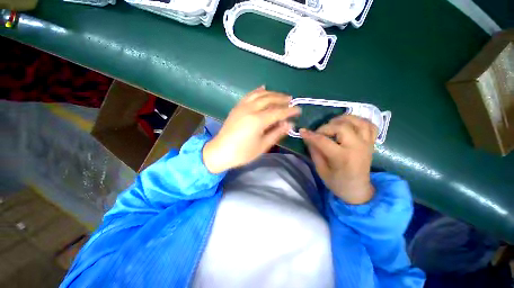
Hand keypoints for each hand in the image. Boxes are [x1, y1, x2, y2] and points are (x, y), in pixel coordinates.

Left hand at [203, 86, 300, 173]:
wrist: (220, 151)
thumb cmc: (242, 153)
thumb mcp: (262, 146)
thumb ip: (276, 133)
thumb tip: (289, 124)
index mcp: (258, 120)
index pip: (278, 112)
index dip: (290, 111)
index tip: (298, 110)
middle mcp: (251, 109)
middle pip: (270, 99)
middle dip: (282, 99)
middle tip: (291, 100)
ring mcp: (242, 106)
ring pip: (260, 94)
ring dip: (272, 93)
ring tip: (281, 95)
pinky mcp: (237, 107)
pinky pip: (249, 95)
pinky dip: (258, 90)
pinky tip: (263, 88)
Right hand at [300, 115, 377, 203]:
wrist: (358, 190)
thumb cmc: (337, 183)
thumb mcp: (321, 170)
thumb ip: (315, 152)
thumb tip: (308, 138)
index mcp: (343, 158)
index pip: (323, 141)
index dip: (310, 135)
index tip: (301, 131)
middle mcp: (357, 148)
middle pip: (341, 127)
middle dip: (326, 127)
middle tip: (318, 133)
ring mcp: (366, 144)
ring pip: (358, 122)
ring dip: (343, 119)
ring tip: (333, 123)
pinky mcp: (371, 143)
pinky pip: (370, 125)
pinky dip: (360, 120)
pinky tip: (349, 123)